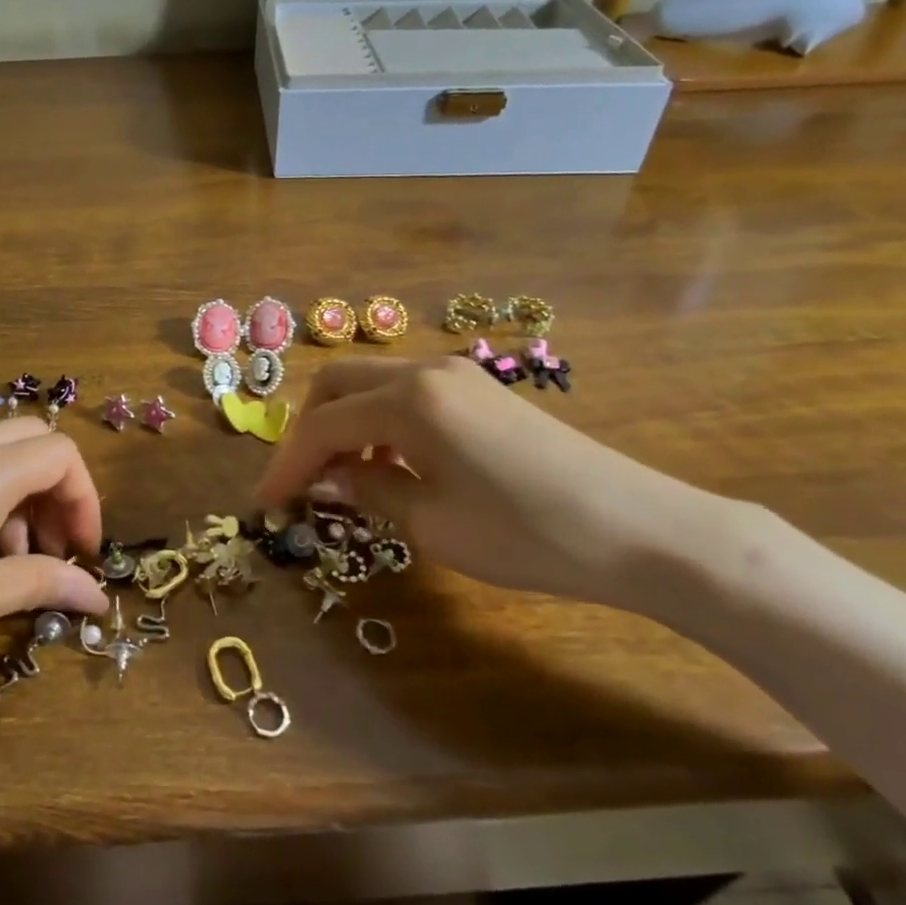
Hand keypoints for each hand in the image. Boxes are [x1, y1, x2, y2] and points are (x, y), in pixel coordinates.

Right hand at [255, 357, 730, 610]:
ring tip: (339, 479)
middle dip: (307, 430)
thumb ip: (368, 490)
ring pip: (371, 384)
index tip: (264, 502)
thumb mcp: (432, 523)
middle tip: (298, 481)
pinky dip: (378, 423)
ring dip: (343, 423)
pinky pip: (406, 395)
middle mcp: (426, 371)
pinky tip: (388, 465)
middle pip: (338, 384)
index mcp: (409, 400)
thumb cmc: (528, 533)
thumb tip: (327, 480)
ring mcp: (457, 375)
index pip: (323, 425)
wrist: (641, 529)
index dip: (286, 464)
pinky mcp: (479, 391)